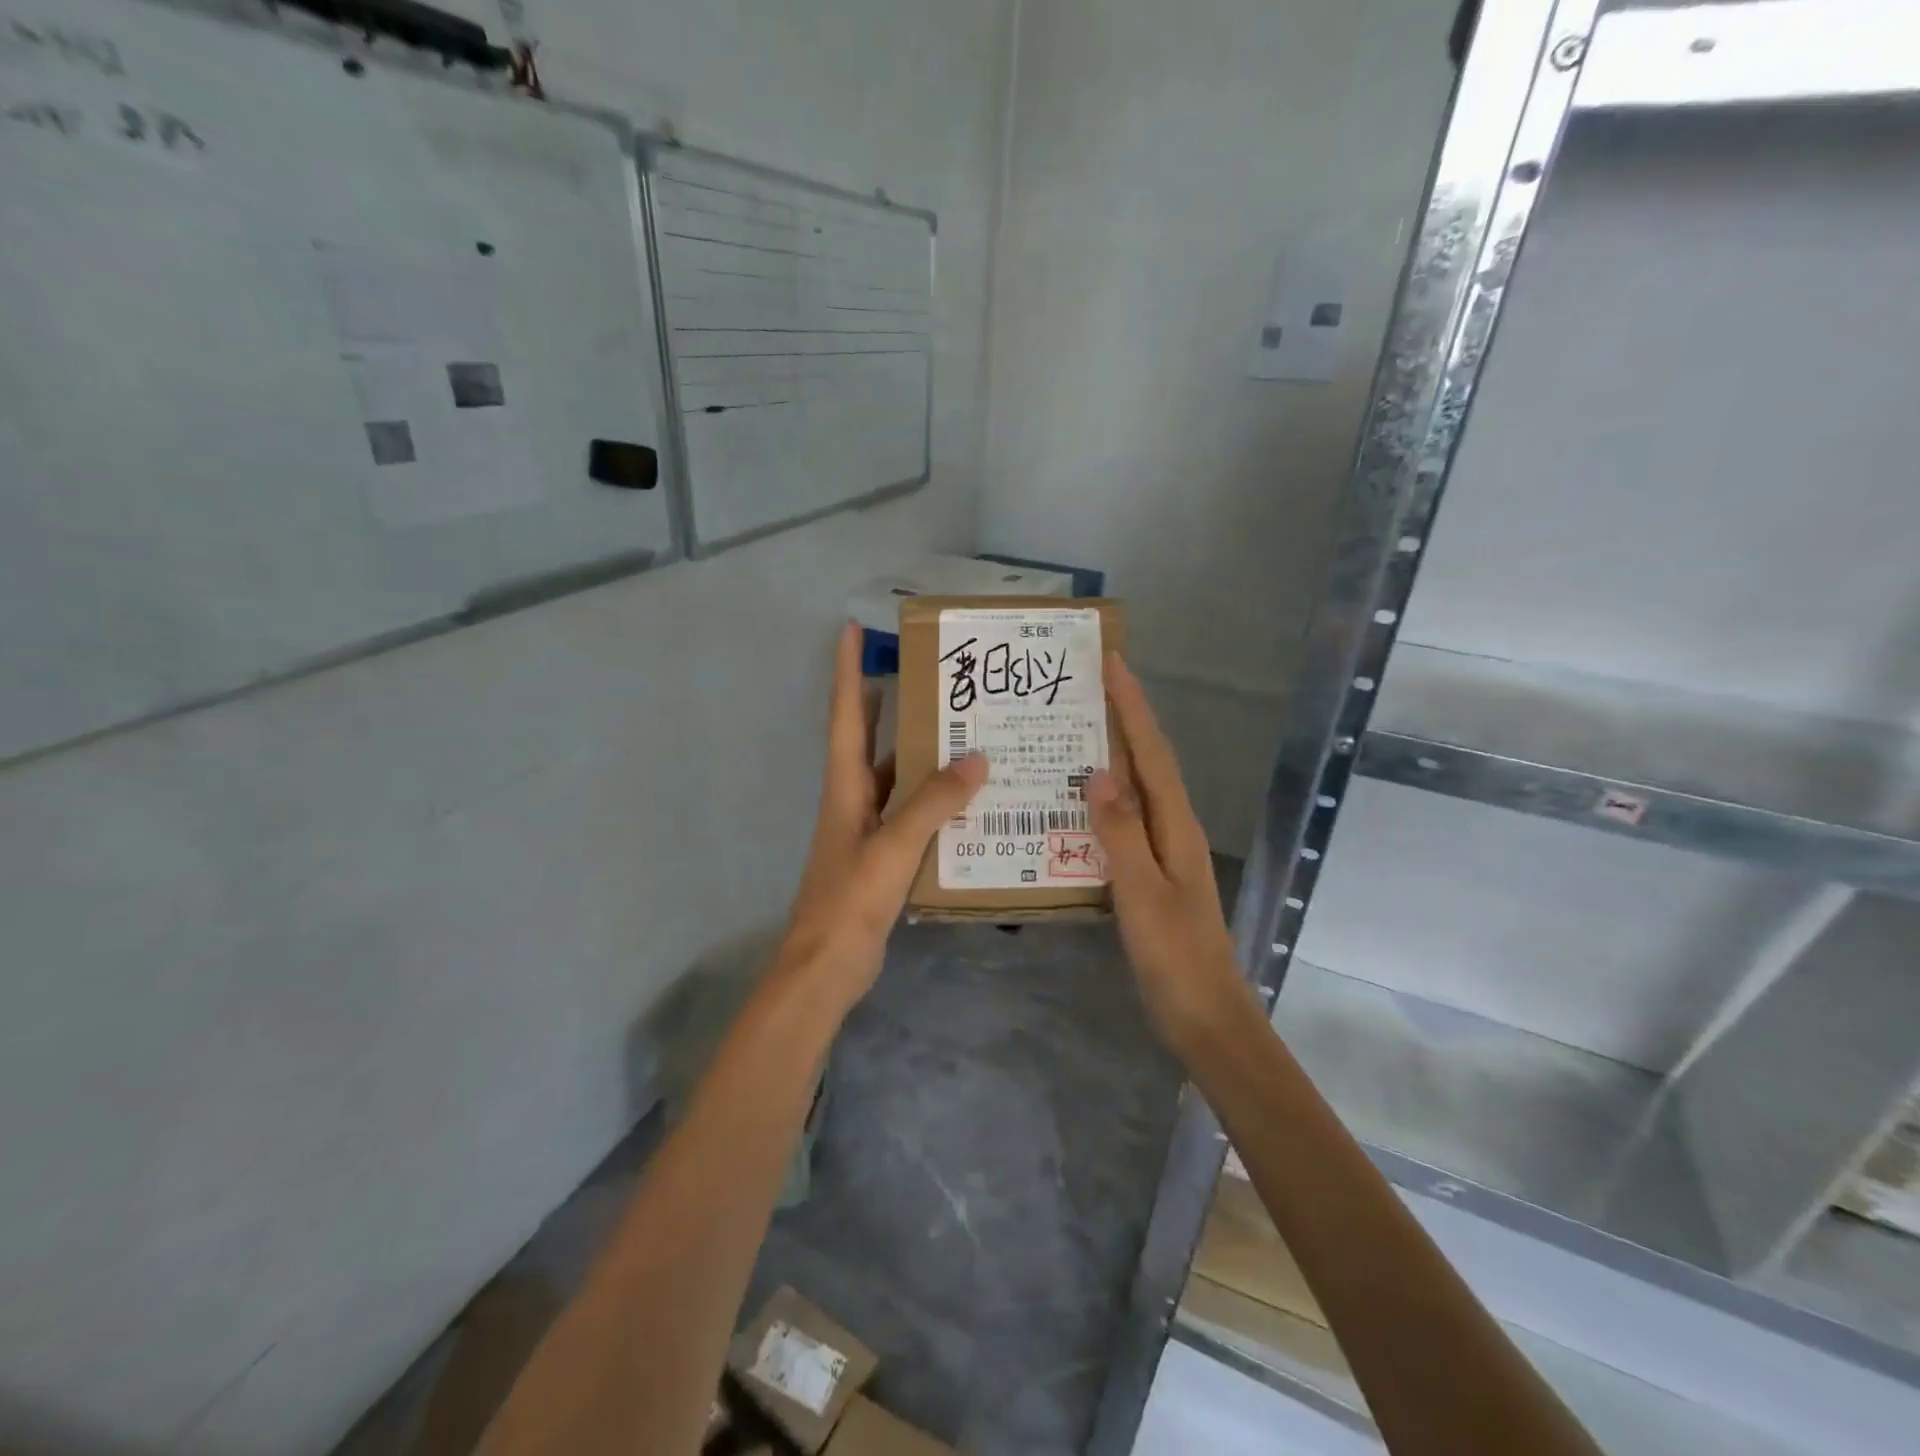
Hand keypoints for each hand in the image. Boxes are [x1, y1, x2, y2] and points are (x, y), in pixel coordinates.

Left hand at [777, 623, 987, 1010]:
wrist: (825, 967)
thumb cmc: (850, 900)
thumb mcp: (894, 846)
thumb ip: (933, 802)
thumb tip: (976, 758)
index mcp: (844, 786)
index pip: (846, 715)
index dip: (847, 671)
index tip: (852, 629)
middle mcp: (852, 798)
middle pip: (868, 738)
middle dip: (890, 703)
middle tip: (929, 677)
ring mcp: (865, 828)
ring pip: (895, 777)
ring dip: (920, 754)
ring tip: (963, 730)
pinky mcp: (881, 855)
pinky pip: (910, 813)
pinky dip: (933, 800)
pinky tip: (967, 799)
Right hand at [1088, 653, 1247, 1056]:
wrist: (1205, 1015)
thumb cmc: (1175, 956)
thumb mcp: (1142, 893)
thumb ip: (1120, 833)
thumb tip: (1098, 772)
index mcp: (1176, 825)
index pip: (1152, 751)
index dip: (1133, 706)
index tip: (1112, 663)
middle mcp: (1174, 828)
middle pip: (1148, 760)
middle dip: (1123, 719)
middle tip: (1084, 687)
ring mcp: (1164, 851)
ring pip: (1137, 788)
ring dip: (1112, 753)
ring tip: (1074, 730)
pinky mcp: (1152, 872)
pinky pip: (1125, 820)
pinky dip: (1104, 798)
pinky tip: (1076, 802)